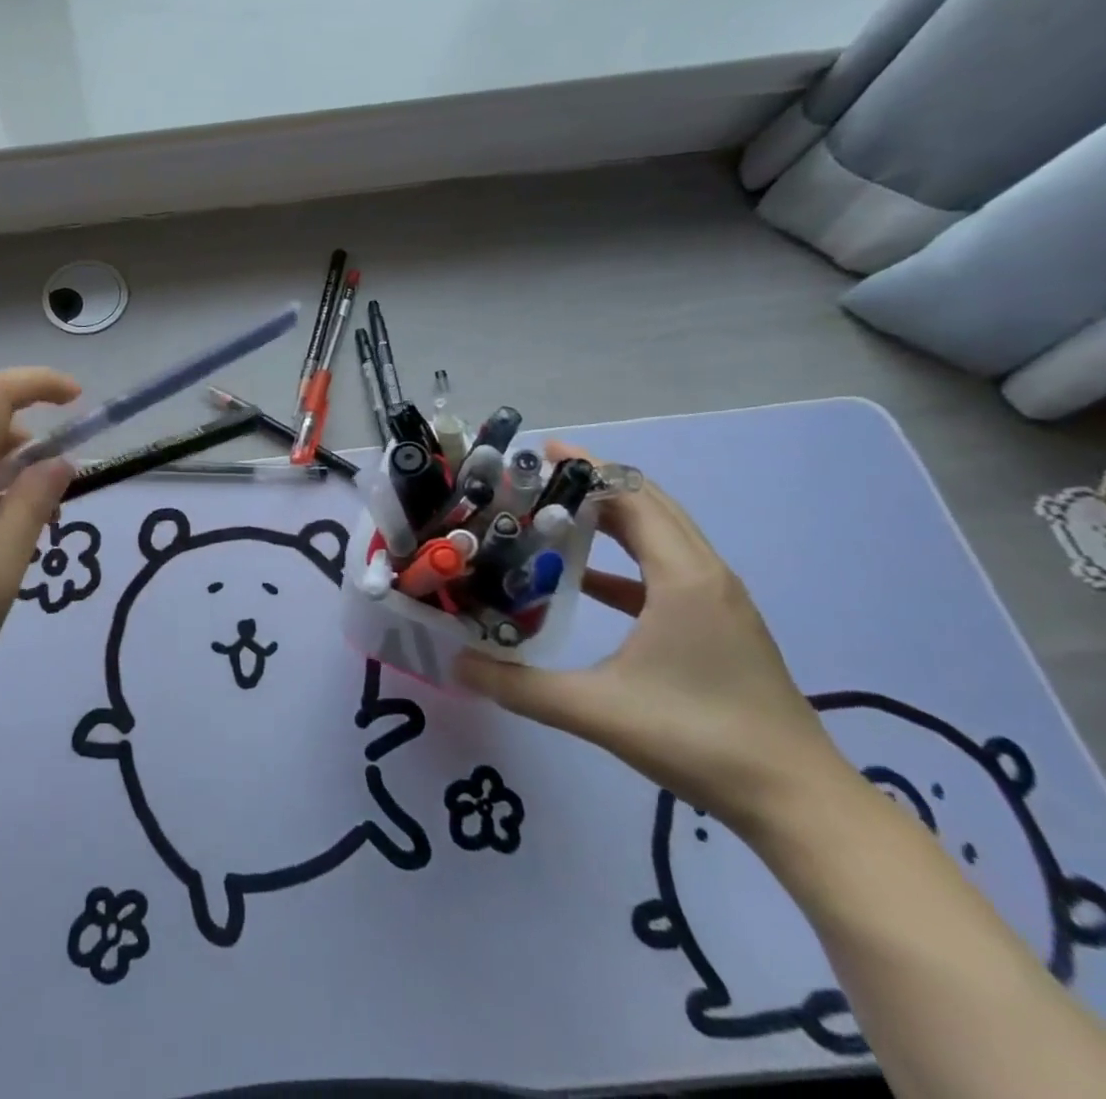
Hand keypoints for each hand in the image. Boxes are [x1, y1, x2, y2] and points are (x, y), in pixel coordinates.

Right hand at [454, 441, 850, 833]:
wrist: (799, 804)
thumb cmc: (700, 740)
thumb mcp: (597, 711)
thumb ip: (519, 686)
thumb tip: (456, 664)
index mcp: (683, 578)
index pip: (633, 497)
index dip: (587, 470)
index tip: (539, 453)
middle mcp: (705, 575)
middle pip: (649, 505)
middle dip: (594, 484)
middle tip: (534, 480)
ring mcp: (718, 601)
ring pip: (661, 535)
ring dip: (611, 518)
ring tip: (552, 516)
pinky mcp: (720, 626)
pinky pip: (666, 570)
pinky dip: (624, 560)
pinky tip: (585, 581)